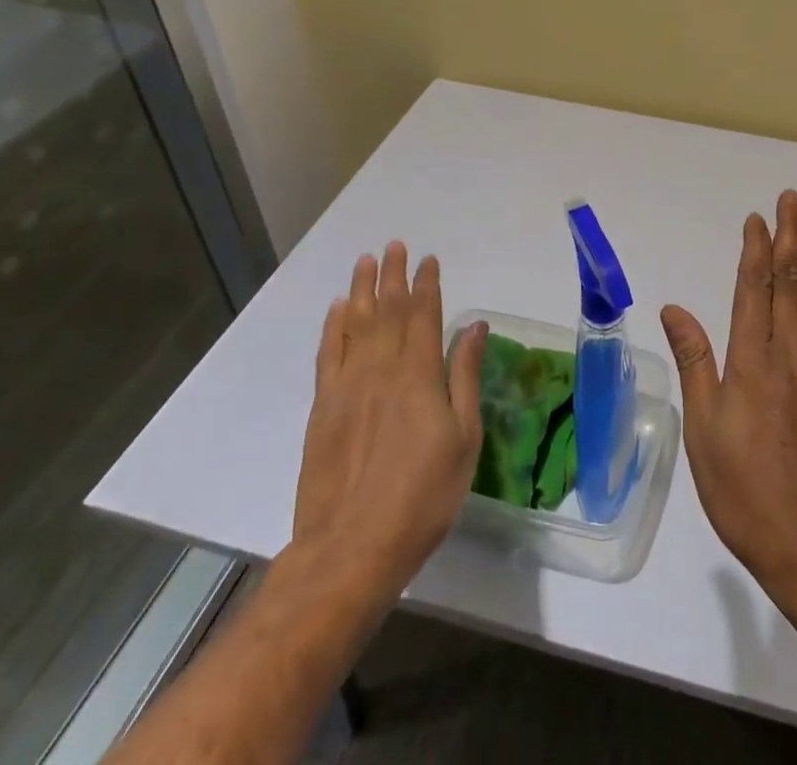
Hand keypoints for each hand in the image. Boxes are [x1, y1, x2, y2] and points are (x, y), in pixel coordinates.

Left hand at [292, 242, 486, 607]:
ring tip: (366, 261)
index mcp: (419, 375)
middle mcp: (381, 369)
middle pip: (387, 310)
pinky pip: (328, 355)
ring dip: (362, 290)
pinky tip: (338, 309)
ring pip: (355, 324)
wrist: (350, 550)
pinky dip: (333, 328)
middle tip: (395, 246)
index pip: (423, 315)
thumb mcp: (463, 438)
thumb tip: (473, 327)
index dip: (426, 285)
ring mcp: (346, 387)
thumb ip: (465, 376)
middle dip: (393, 276)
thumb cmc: (422, 497)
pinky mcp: (322, 409)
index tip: (428, 260)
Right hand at [661, 191, 796, 592]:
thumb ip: (696, 363)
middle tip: (790, 198)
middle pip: (789, 278)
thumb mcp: (705, 432)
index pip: (753, 286)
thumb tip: (674, 308)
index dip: (755, 248)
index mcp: (751, 359)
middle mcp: (790, 349)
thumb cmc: (748, 491)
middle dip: (789, 234)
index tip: (756, 217)